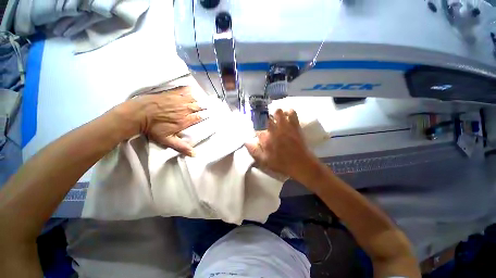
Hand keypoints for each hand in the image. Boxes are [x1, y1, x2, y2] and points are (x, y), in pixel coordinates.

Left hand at [116, 86, 203, 155]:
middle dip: (205, 106)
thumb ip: (182, 147)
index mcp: (185, 120)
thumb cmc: (153, 128)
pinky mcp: (171, 94)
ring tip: (203, 99)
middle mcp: (185, 109)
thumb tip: (195, 155)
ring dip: (199, 99)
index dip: (205, 115)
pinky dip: (188, 89)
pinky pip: (183, 90)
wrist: (138, 114)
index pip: (199, 117)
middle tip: (210, 105)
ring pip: (193, 98)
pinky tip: (191, 89)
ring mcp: (178, 100)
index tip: (210, 114)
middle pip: (198, 107)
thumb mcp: (167, 140)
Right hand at [245, 109, 316, 178]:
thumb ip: (253, 150)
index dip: (254, 124)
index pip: (255, 126)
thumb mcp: (264, 161)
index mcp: (265, 138)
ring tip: (274, 117)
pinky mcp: (295, 125)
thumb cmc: (281, 163)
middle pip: (265, 116)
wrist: (300, 164)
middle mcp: (274, 129)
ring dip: (274, 113)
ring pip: (277, 111)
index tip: (255, 125)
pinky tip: (286, 115)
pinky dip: (288, 111)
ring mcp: (285, 126)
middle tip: (263, 120)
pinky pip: (291, 112)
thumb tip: (246, 141)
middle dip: (262, 116)